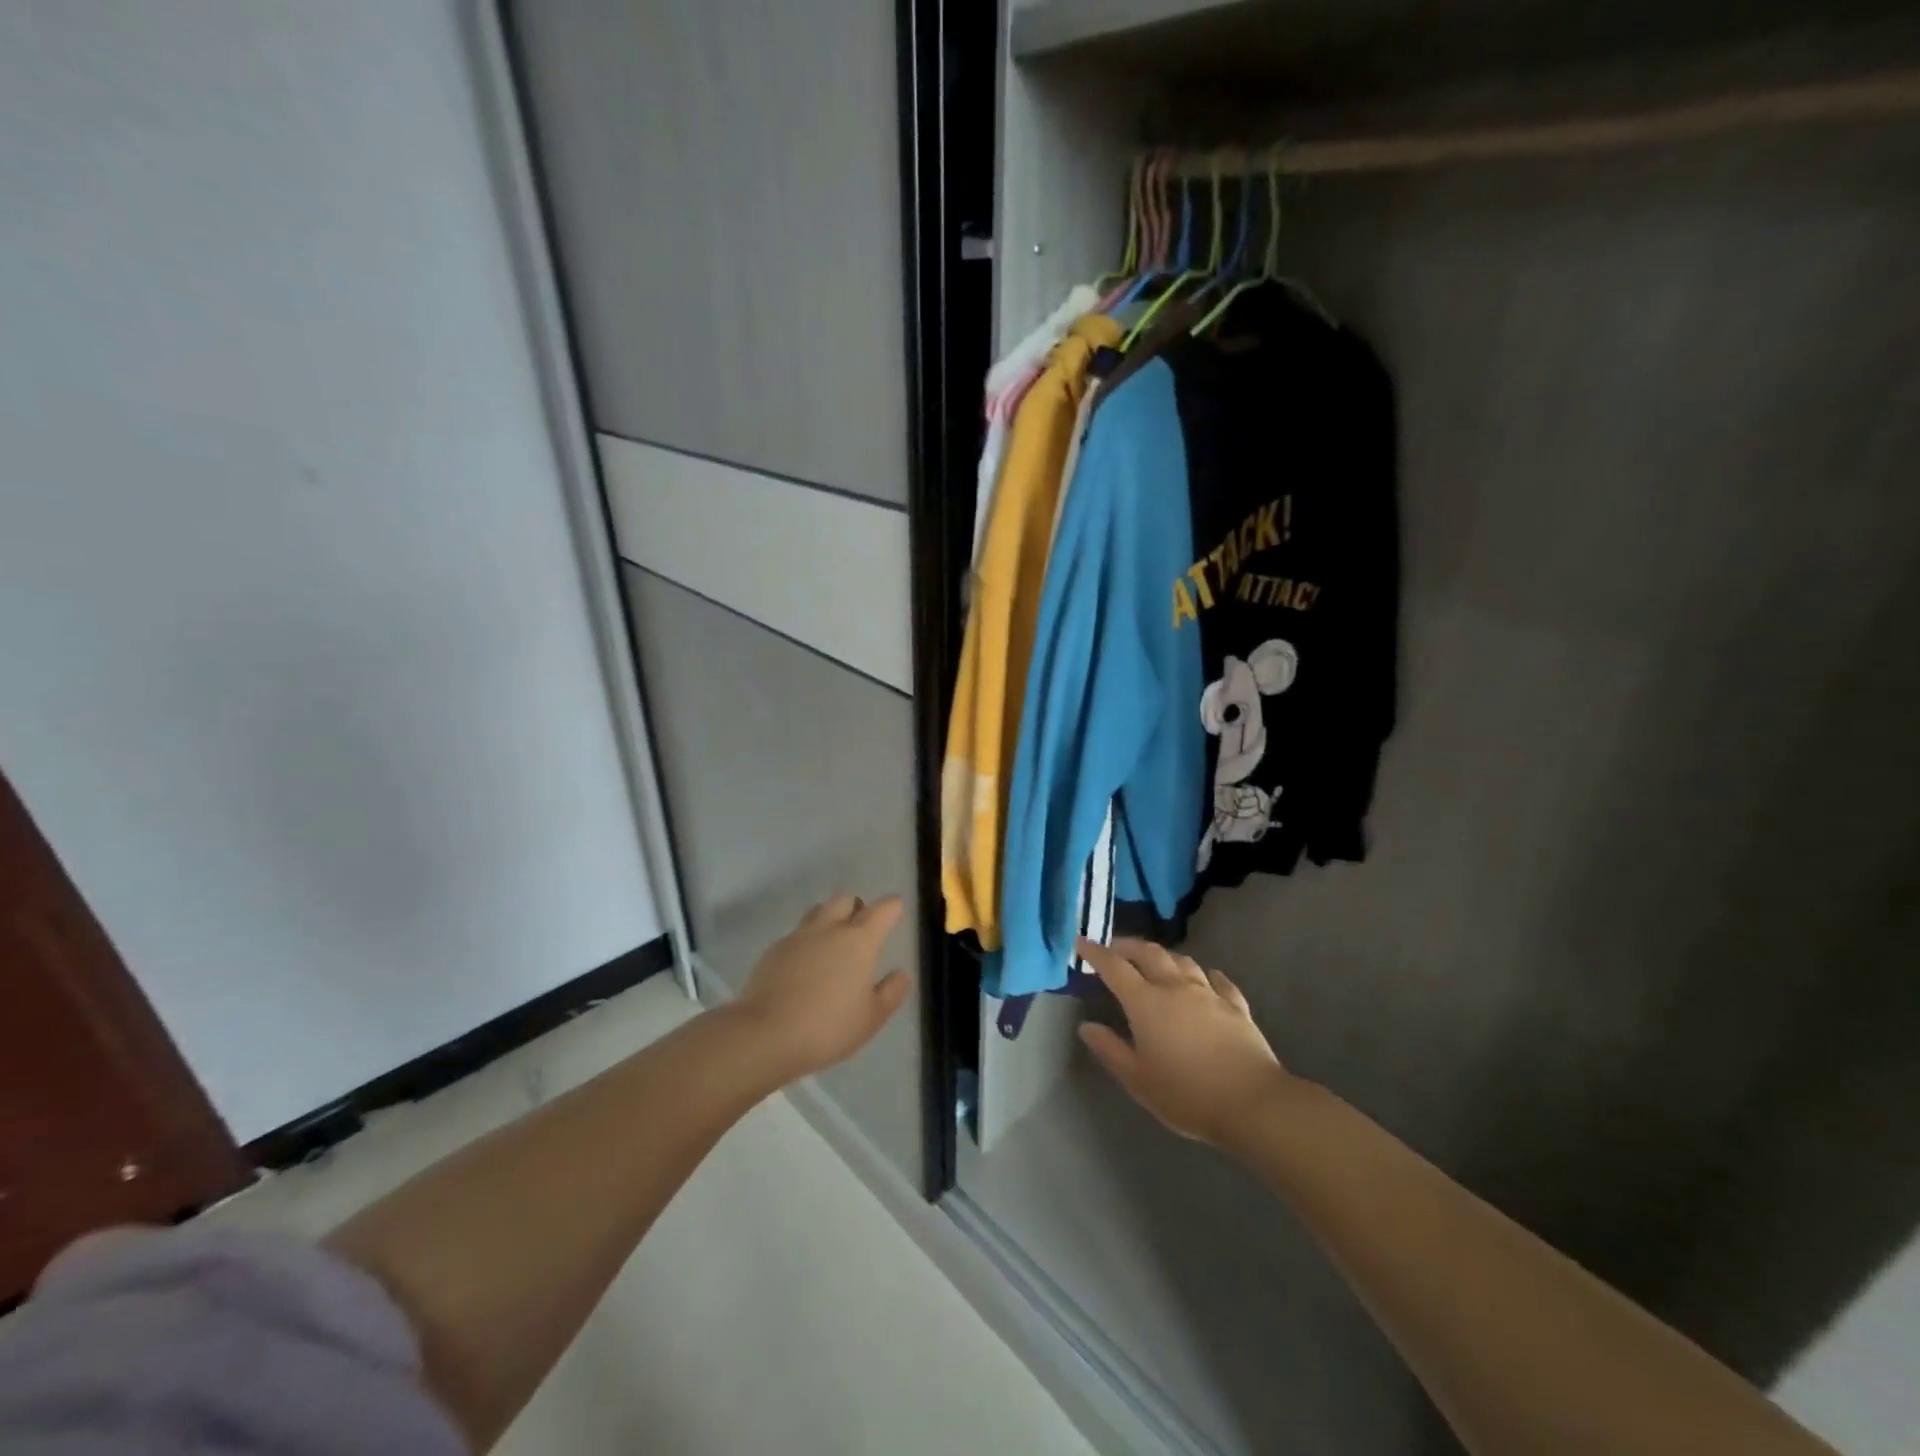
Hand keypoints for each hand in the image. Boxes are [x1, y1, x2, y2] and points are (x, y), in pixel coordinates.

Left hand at [736, 893, 909, 1080]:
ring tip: (831, 947)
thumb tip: (900, 973)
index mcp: (860, 940)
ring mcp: (798, 936)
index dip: (893, 907)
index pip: (884, 908)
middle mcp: (830, 928)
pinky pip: (796, 934)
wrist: (765, 1035)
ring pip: (818, 911)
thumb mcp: (872, 1018)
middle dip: (857, 907)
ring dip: (829, 919)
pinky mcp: (774, 949)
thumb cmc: (828, 1027)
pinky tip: (803, 968)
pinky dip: (806, 943)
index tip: (896, 913)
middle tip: (860, 932)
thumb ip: (891, 992)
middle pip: (846, 898)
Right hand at [1077, 937, 1295, 1148]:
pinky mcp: (1236, 1006)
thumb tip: (1086, 1026)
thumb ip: (1109, 1049)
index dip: (1095, 952)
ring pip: (1183, 961)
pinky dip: (1206, 975)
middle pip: (1149, 953)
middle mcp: (1176, 987)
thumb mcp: (1137, 1079)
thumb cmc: (1186, 1094)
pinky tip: (1206, 978)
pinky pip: (1218, 981)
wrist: (1252, 1103)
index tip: (1081, 942)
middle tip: (1115, 947)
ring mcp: (1209, 994)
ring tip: (1155, 960)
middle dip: (1128, 946)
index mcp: (1146, 1002)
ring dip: (1164, 956)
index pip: (1114, 967)